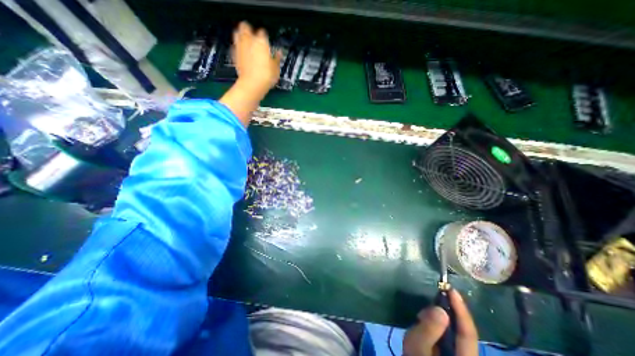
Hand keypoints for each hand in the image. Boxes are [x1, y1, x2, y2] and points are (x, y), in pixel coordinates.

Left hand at [233, 21, 280, 93]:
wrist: (252, 84)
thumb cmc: (266, 76)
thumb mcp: (276, 69)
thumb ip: (277, 59)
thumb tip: (278, 53)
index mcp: (261, 41)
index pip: (263, 32)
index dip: (265, 37)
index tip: (267, 42)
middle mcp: (249, 40)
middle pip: (245, 26)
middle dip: (249, 29)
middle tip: (253, 37)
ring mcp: (240, 46)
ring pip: (237, 33)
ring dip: (241, 35)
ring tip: (246, 42)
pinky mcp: (234, 54)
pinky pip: (235, 46)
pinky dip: (238, 47)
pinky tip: (243, 54)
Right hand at [403, 290, 478, 355]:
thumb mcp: (418, 345)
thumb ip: (429, 329)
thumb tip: (440, 308)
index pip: (468, 332)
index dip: (461, 309)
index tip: (451, 289)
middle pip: (463, 331)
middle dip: (449, 311)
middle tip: (432, 298)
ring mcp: (458, 353)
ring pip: (456, 332)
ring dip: (442, 317)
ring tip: (424, 313)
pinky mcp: (449, 350)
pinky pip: (449, 334)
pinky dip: (439, 324)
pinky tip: (426, 322)